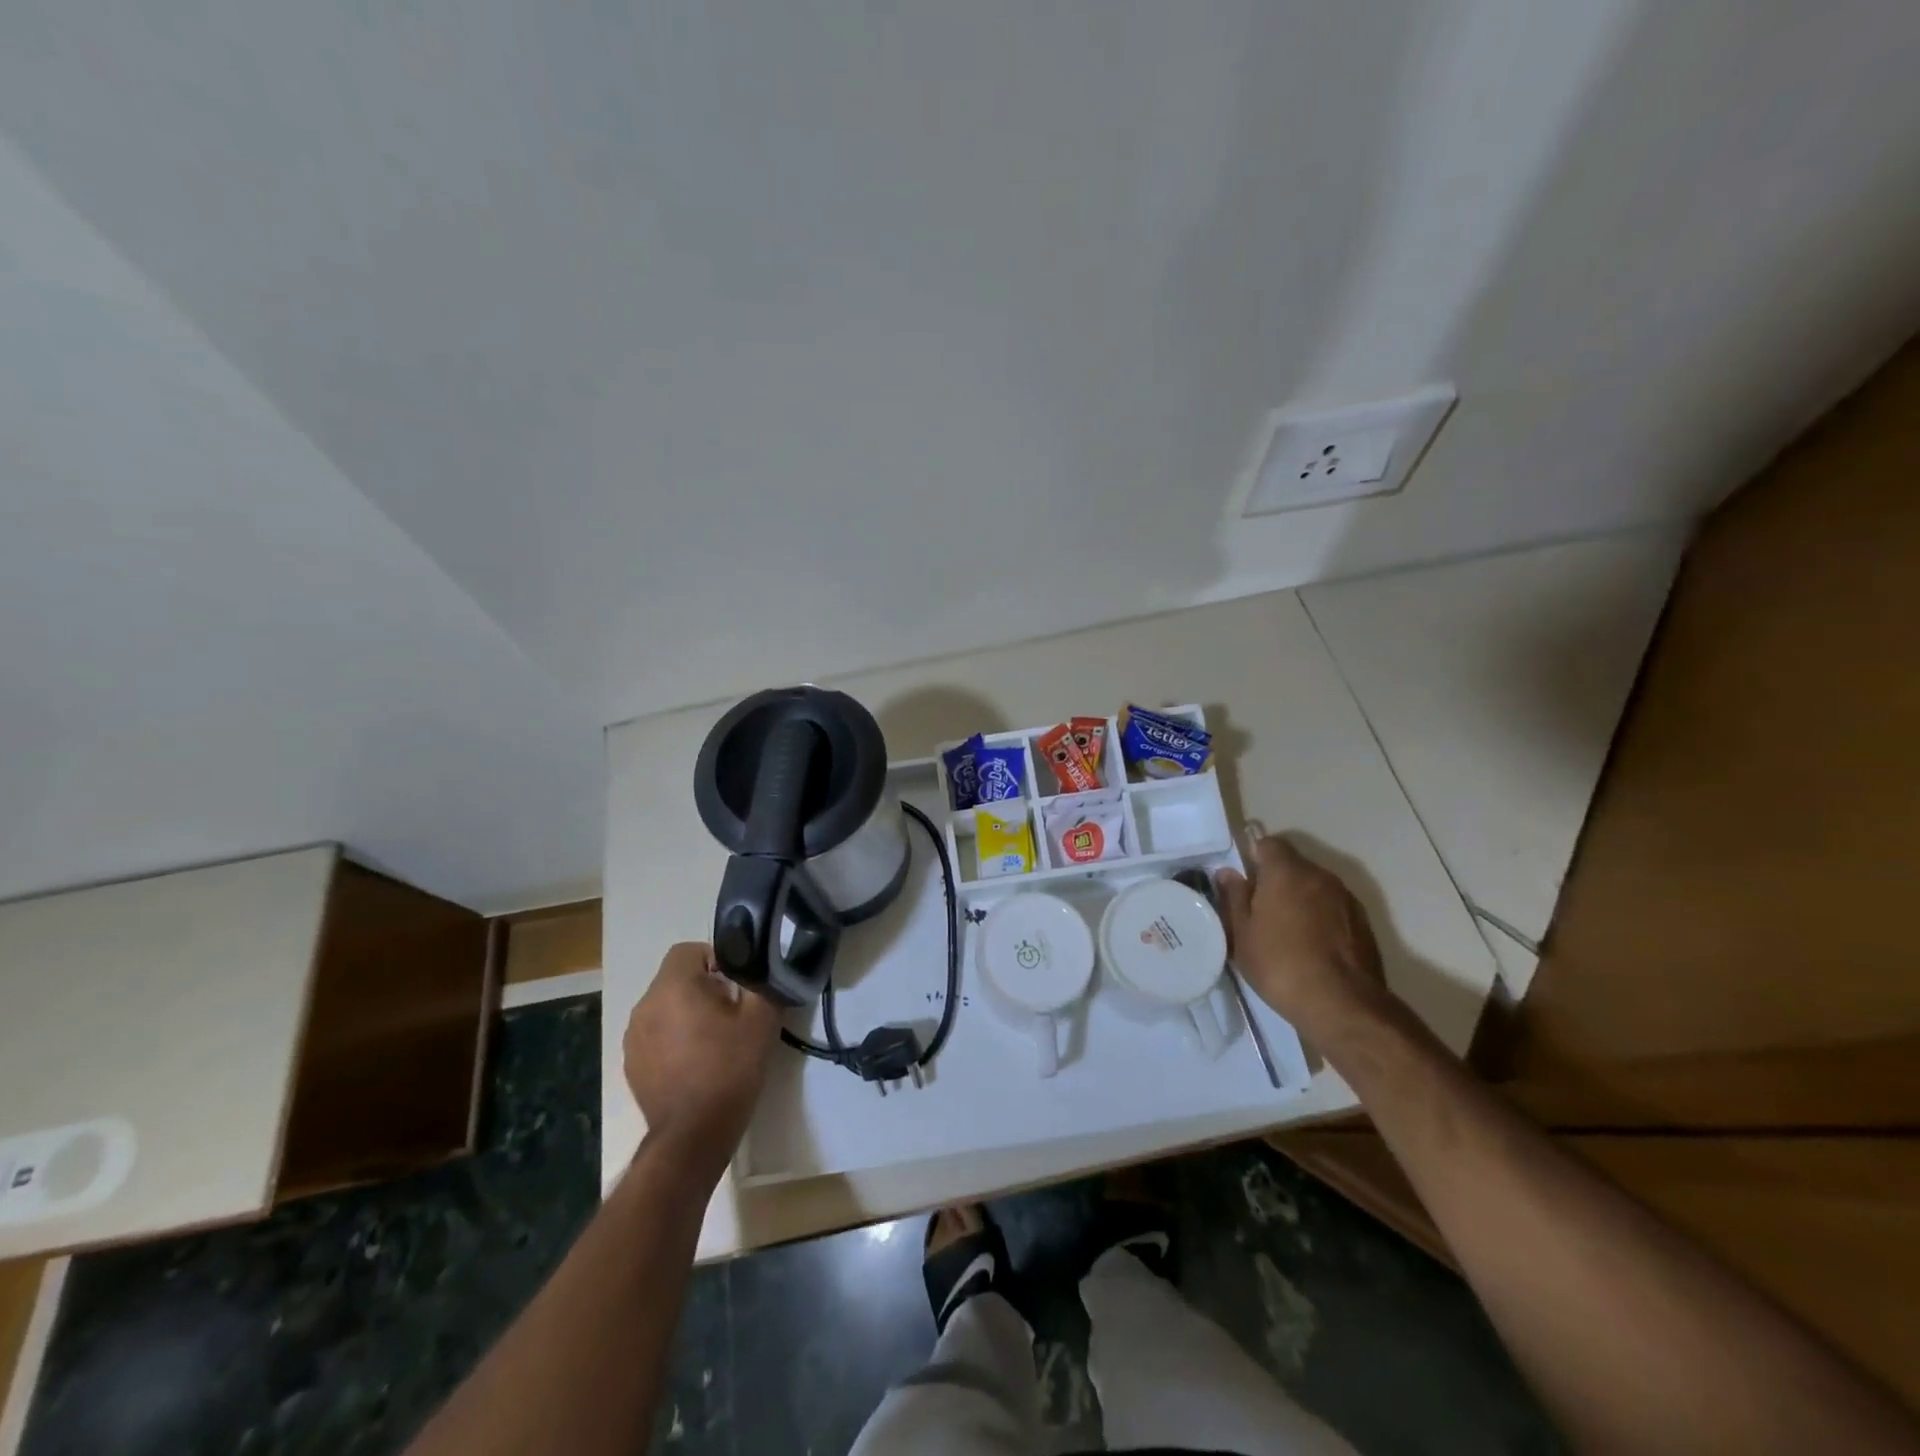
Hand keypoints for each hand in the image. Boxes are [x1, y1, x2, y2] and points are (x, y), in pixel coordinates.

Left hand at [624, 942, 780, 1183]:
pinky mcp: (631, 1064)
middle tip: (731, 1013)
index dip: (715, 959)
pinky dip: (672, 1038)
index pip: (688, 950)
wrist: (694, 1135)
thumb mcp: (761, 1019)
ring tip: (713, 1040)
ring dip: (686, 1013)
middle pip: (675, 978)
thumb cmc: (730, 1069)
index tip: (735, 985)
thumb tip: (761, 965)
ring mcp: (633, 1037)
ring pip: (664, 1006)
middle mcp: (645, 1005)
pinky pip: (654, 1034)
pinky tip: (694, 1063)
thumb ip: (761, 981)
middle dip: (703, 987)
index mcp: (673, 987)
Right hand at [1214, 834, 1387, 1032]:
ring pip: (1314, 887)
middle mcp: (1320, 875)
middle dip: (1276, 881)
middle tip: (1259, 913)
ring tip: (1286, 934)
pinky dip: (1320, 919)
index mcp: (1287, 871)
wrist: (1343, 1005)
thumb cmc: (1280, 964)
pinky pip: (1333, 908)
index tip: (1244, 886)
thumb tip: (1228, 873)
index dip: (1253, 859)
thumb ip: (1234, 898)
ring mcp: (1346, 898)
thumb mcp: (1241, 934)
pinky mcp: (1364, 923)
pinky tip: (1312, 948)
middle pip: (1293, 865)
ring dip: (1300, 900)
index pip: (1268, 843)